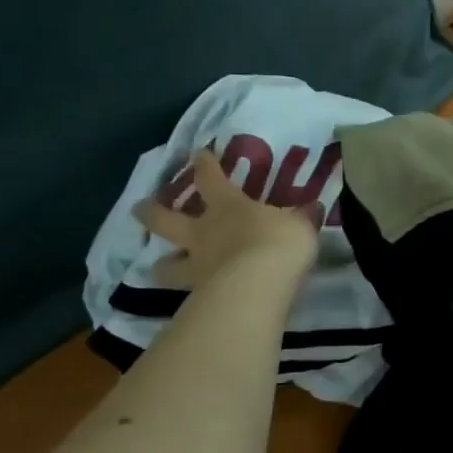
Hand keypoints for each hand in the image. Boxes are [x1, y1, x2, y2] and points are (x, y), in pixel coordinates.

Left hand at [133, 151, 317, 290]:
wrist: (259, 285)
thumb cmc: (278, 243)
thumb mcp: (299, 225)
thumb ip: (302, 218)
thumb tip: (313, 208)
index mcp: (228, 206)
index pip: (211, 178)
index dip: (204, 164)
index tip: (198, 153)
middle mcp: (204, 233)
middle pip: (166, 219)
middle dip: (151, 211)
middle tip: (139, 207)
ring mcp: (197, 266)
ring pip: (167, 264)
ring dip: (162, 263)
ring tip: (159, 265)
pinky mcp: (198, 297)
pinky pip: (187, 292)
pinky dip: (187, 294)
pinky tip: (192, 298)